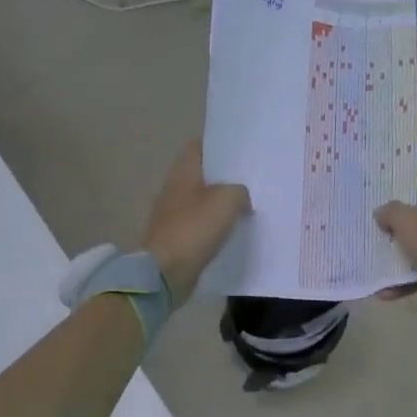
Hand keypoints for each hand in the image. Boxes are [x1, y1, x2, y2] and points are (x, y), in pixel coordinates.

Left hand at [143, 141, 251, 300]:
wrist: (166, 272)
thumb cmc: (194, 229)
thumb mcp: (227, 200)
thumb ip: (240, 191)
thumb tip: (241, 198)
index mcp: (182, 172)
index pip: (198, 146)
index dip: (218, 144)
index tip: (241, 150)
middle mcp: (174, 189)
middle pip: (201, 174)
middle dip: (224, 176)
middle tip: (251, 178)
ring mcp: (172, 215)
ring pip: (202, 200)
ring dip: (221, 203)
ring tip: (248, 204)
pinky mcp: (176, 238)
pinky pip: (200, 225)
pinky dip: (214, 226)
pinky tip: (233, 230)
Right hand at [374, 168, 416, 322]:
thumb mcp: (410, 222)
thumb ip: (392, 212)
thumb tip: (382, 212)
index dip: (411, 177)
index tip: (387, 183)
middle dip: (404, 217)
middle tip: (378, 216)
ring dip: (405, 252)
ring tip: (377, 255)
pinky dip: (413, 278)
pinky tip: (386, 291)